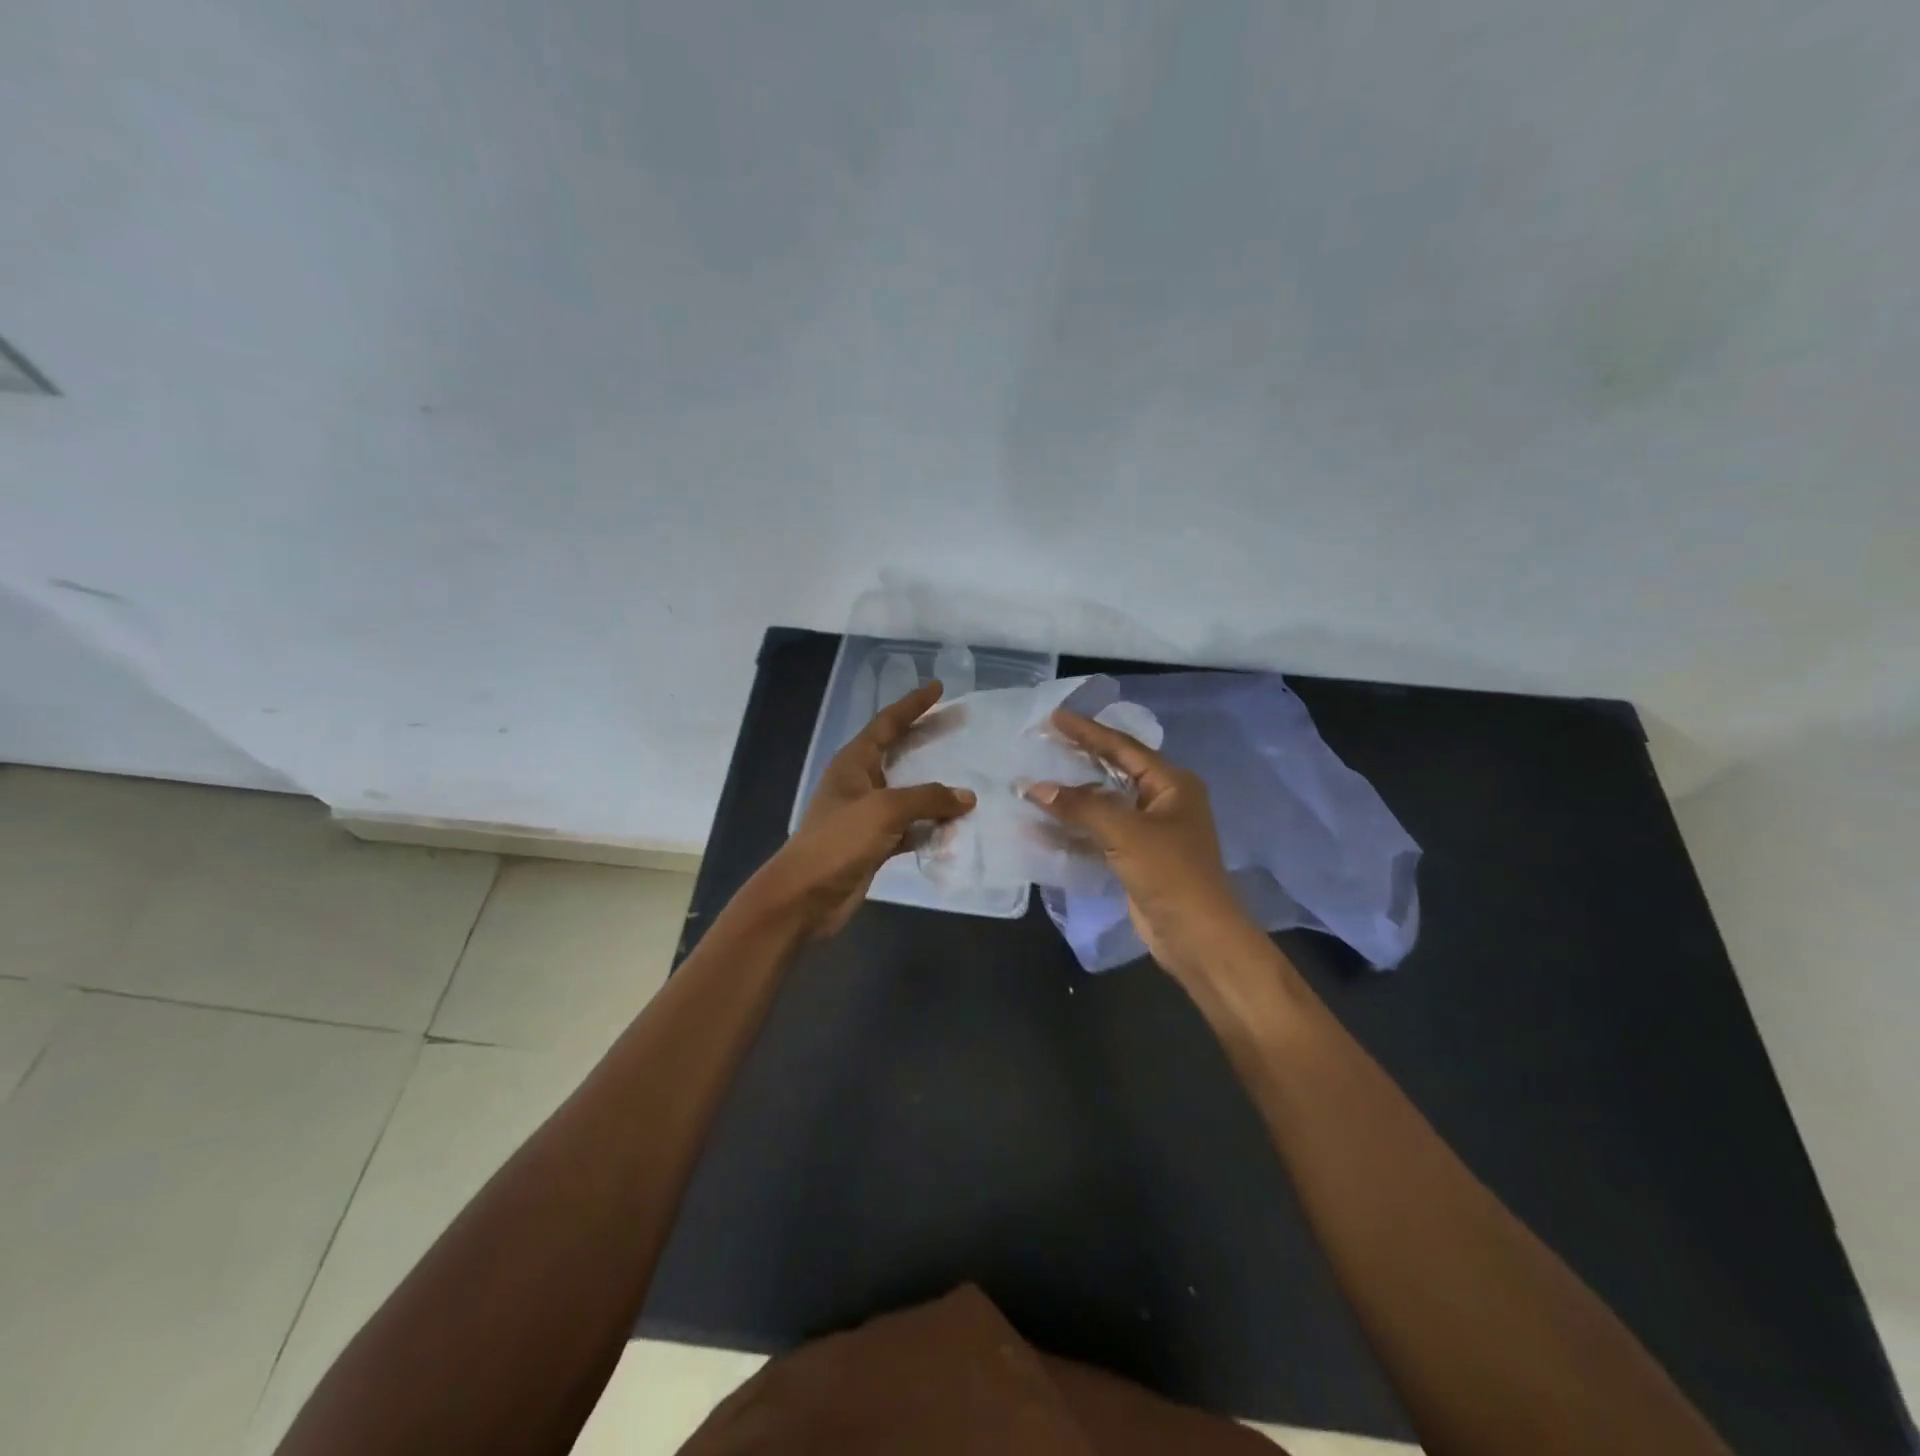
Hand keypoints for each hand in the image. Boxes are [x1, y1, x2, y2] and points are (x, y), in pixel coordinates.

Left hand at [749, 681, 974, 939]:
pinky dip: (931, 827)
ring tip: (969, 779)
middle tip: (959, 726)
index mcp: (853, 763)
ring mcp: (867, 815)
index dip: (912, 705)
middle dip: (927, 739)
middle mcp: (860, 783)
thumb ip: (927, 798)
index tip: (938, 689)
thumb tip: (966, 796)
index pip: (886, 724)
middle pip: (899, 752)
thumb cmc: (838, 841)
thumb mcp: (884, 811)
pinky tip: (956, 828)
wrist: (806, 897)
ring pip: (908, 793)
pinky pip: (910, 827)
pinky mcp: (875, 844)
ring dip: (935, 789)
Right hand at [1027, 710, 1262, 986]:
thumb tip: (1035, 787)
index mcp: (1171, 784)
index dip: (1087, 731)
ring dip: (1072, 797)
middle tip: (1042, 742)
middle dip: (1078, 759)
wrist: (1197, 936)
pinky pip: (1100, 832)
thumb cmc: (1170, 873)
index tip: (1053, 718)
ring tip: (1036, 781)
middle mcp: (1163, 801)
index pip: (1122, 747)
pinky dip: (1075, 827)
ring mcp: (1150, 831)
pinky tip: (1045, 824)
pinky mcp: (1137, 857)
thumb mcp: (1126, 833)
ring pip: (1104, 803)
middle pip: (1113, 771)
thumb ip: (1080, 807)